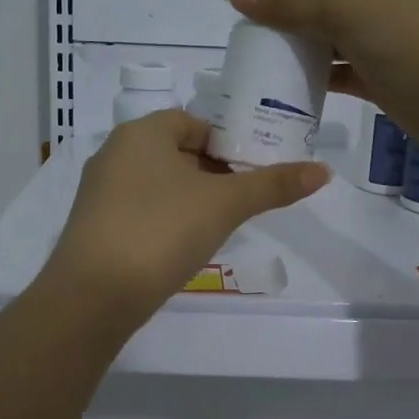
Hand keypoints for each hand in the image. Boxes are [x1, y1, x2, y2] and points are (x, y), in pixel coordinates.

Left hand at [41, 110, 329, 324]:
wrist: (94, 295)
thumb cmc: (162, 230)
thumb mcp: (225, 205)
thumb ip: (273, 185)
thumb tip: (324, 170)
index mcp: (142, 132)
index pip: (195, 123)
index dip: (228, 144)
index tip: (253, 172)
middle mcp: (115, 152)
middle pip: (177, 152)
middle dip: (212, 173)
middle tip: (243, 201)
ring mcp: (99, 190)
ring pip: (158, 183)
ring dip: (189, 198)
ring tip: (218, 225)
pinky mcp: (94, 225)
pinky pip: (139, 209)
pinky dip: (164, 219)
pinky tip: (181, 246)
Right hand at [225, 0, 418, 163]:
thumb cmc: (416, 42)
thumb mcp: (350, 11)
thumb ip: (292, 3)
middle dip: (289, 10)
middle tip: (248, 29)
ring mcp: (395, 41)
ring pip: (337, 37)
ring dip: (303, 45)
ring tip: (263, 58)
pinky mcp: (393, 79)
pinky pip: (347, 70)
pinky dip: (322, 75)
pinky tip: (293, 85)